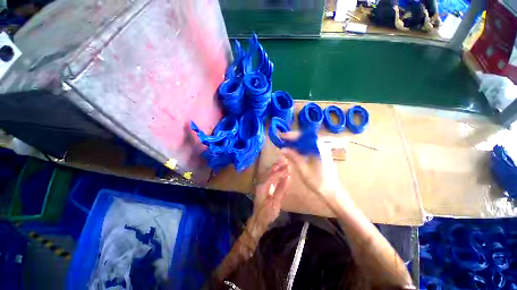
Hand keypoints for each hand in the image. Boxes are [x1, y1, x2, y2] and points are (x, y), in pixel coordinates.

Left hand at [249, 156, 290, 235]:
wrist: (259, 220)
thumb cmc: (267, 213)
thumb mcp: (275, 203)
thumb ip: (281, 189)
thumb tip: (287, 177)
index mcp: (262, 186)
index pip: (272, 176)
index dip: (280, 171)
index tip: (288, 167)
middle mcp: (261, 183)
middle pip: (269, 172)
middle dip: (277, 166)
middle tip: (285, 161)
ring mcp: (261, 185)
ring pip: (269, 174)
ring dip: (276, 169)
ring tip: (283, 164)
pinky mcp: (264, 187)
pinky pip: (270, 178)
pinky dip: (275, 174)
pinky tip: (280, 172)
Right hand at [279, 132, 350, 205]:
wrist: (332, 191)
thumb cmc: (318, 182)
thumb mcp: (303, 169)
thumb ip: (293, 157)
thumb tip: (282, 149)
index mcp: (318, 149)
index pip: (303, 137)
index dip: (292, 135)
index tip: (282, 136)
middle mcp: (321, 147)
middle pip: (305, 137)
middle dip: (293, 138)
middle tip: (282, 140)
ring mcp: (322, 150)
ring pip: (307, 142)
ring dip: (296, 142)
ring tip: (286, 144)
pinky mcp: (321, 154)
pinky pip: (309, 147)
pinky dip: (301, 147)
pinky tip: (294, 151)